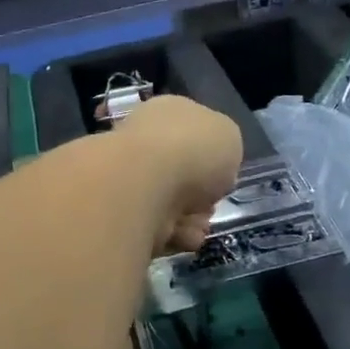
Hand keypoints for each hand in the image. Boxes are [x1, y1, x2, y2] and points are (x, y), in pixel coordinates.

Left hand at [114, 95, 241, 253]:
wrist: (144, 185)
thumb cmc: (192, 149)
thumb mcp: (229, 134)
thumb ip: (224, 146)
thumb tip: (213, 165)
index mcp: (167, 112)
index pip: (190, 131)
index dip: (210, 155)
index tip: (223, 174)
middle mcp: (144, 141)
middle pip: (180, 171)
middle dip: (200, 194)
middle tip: (211, 204)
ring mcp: (128, 178)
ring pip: (169, 203)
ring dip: (191, 218)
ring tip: (200, 224)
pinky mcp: (120, 214)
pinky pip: (155, 227)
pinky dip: (174, 234)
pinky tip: (185, 236)